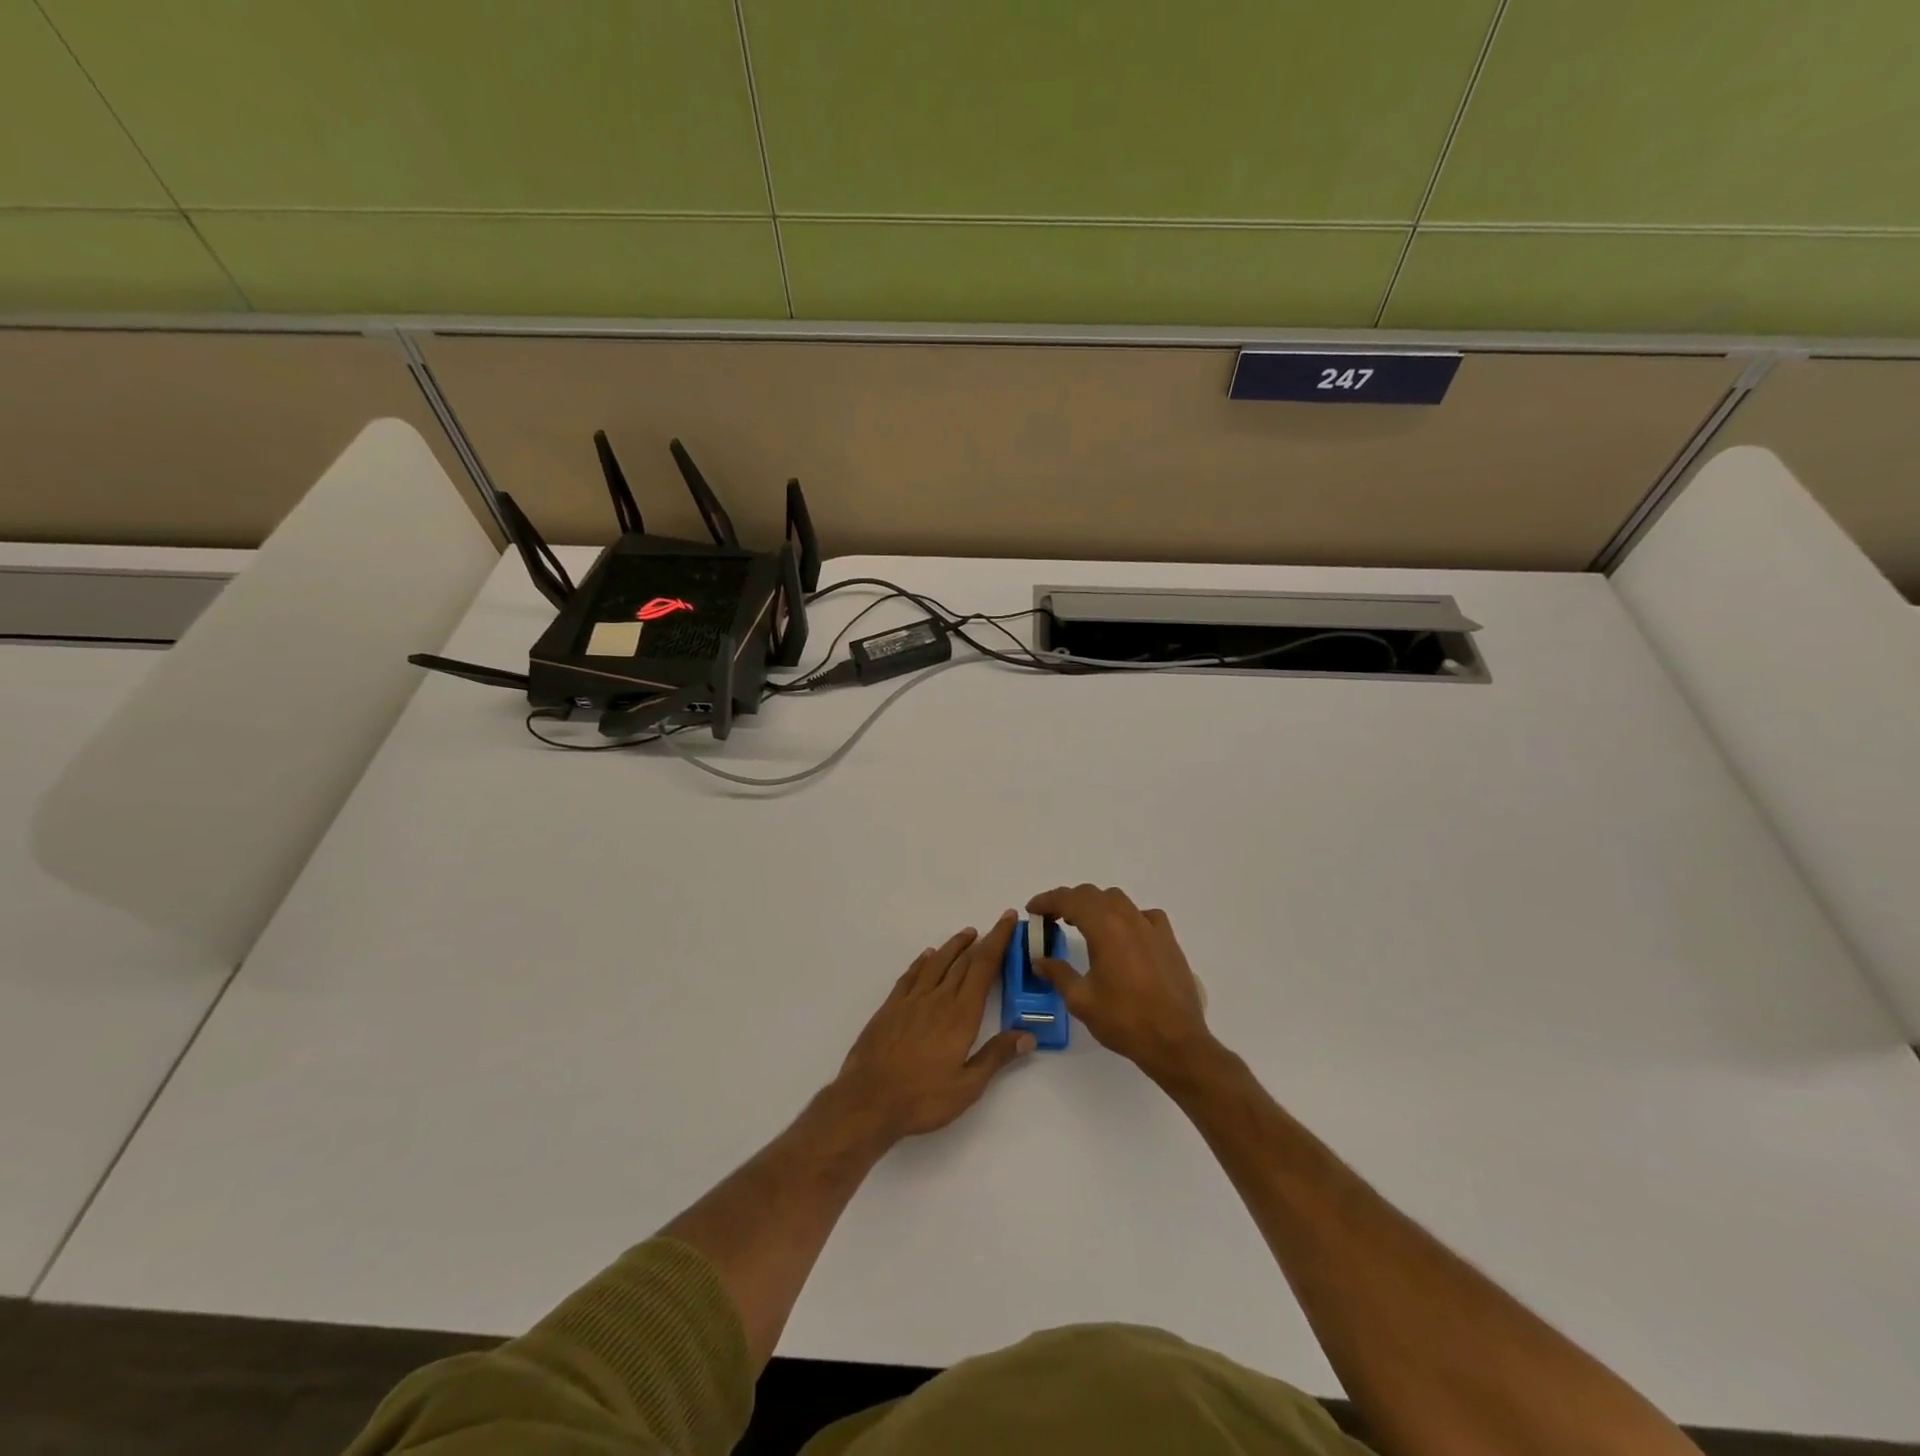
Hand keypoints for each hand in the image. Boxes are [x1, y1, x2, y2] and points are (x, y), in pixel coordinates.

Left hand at [833, 912, 1032, 1145]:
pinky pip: (911, 975)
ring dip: (954, 946)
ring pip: (937, 962)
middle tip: (997, 925)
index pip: (984, 967)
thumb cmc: (922, 1098)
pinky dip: (923, 961)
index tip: (1009, 919)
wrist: (868, 1101)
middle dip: (983, 941)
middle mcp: (938, 998)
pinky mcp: (891, 1007)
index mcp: (961, 1014)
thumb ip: (996, 1056)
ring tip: (968, 934)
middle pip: (964, 961)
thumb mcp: (967, 1086)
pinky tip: (928, 956)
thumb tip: (1028, 1035)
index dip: (998, 941)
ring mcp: (912, 1000)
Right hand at [1026, 885, 1215, 1082]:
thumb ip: (1058, 973)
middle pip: (1092, 895)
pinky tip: (1123, 936)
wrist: (1175, 1041)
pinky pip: (1143, 915)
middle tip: (1051, 918)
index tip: (1032, 910)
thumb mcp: (1081, 1000)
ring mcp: (1152, 927)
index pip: (1069, 899)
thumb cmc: (1124, 1020)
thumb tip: (1039, 960)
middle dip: (1068, 901)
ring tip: (1083, 924)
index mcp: (1105, 927)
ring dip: (1095, 905)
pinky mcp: (1168, 940)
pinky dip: (1126, 917)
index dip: (1047, 900)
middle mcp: (1128, 918)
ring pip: (1118, 900)